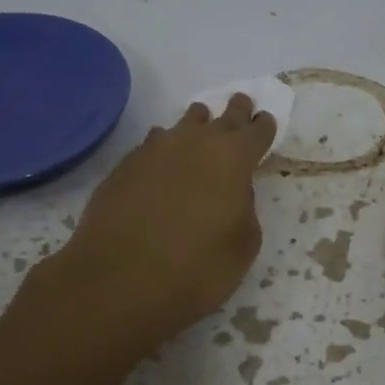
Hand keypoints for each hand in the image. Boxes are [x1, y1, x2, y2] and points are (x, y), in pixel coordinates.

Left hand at [45, 94, 277, 352]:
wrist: (119, 280)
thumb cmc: (196, 268)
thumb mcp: (243, 245)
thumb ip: (245, 208)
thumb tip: (233, 190)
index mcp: (233, 158)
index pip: (256, 131)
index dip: (263, 126)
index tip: (265, 121)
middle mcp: (194, 143)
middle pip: (220, 117)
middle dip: (234, 112)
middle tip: (240, 104)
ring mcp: (154, 151)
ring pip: (183, 125)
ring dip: (197, 124)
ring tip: (201, 123)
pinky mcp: (124, 166)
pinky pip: (153, 145)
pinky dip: (165, 147)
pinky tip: (163, 158)